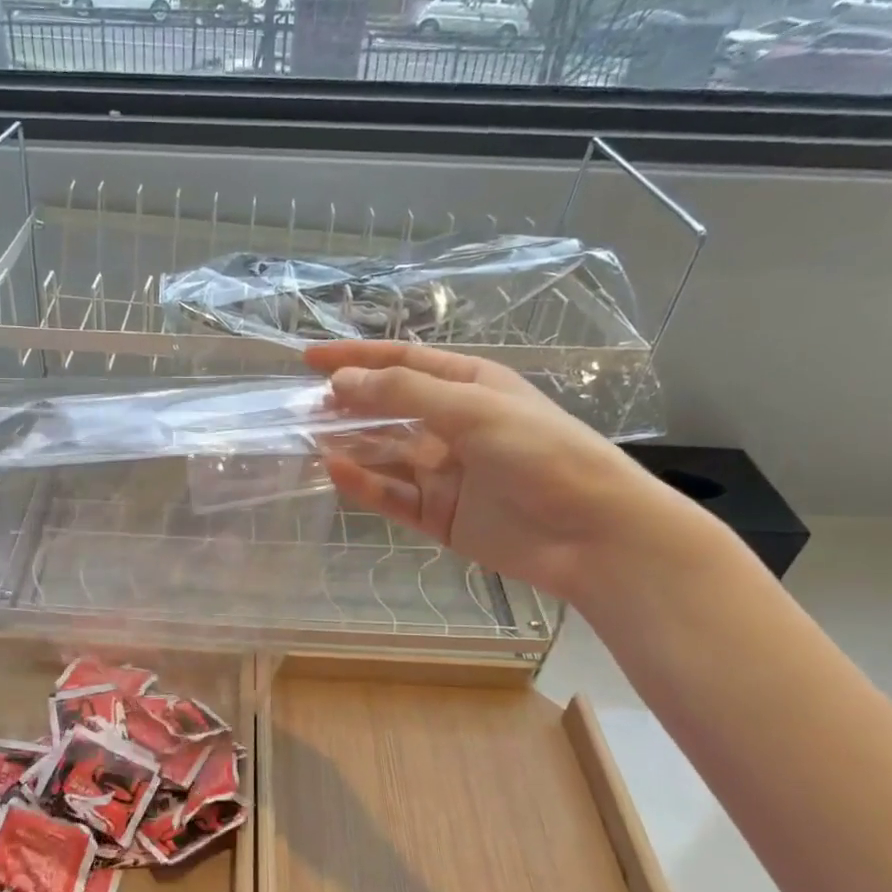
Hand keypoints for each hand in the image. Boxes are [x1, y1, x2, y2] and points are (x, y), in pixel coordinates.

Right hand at [307, 340, 687, 602]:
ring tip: (306, 439)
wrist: (591, 534)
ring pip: (384, 454)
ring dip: (349, 445)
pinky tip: (335, 471)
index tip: (309, 359)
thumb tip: (341, 381)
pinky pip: (392, 495)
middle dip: (346, 404)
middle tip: (300, 406)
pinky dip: (364, 484)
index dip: (356, 357)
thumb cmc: (541, 453)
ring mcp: (445, 473)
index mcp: (469, 387)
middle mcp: (453, 425)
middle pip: (387, 409)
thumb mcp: (471, 409)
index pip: (402, 362)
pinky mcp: (440, 515)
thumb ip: (403, 394)